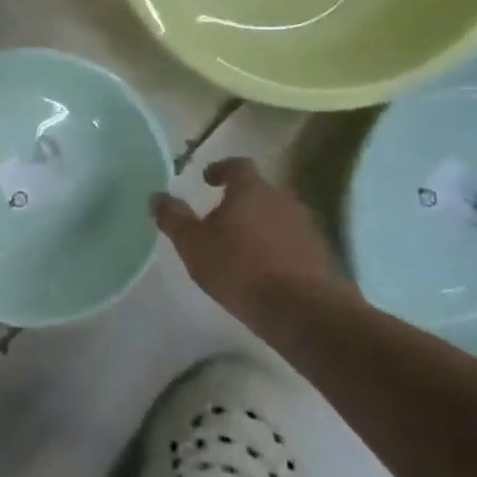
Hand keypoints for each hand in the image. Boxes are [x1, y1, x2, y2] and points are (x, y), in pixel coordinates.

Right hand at [151, 158, 350, 314]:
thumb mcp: (193, 245)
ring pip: (276, 216)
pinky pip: (291, 241)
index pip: (237, 166)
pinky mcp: (320, 254)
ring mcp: (306, 226)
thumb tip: (156, 196)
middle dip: (239, 201)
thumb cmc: (240, 269)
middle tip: (219, 219)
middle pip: (258, 191)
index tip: (208, 179)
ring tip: (240, 248)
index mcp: (251, 190)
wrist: (303, 310)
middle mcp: (283, 199)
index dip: (221, 169)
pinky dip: (276, 248)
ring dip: (258, 225)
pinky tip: (264, 270)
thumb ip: (173, 218)